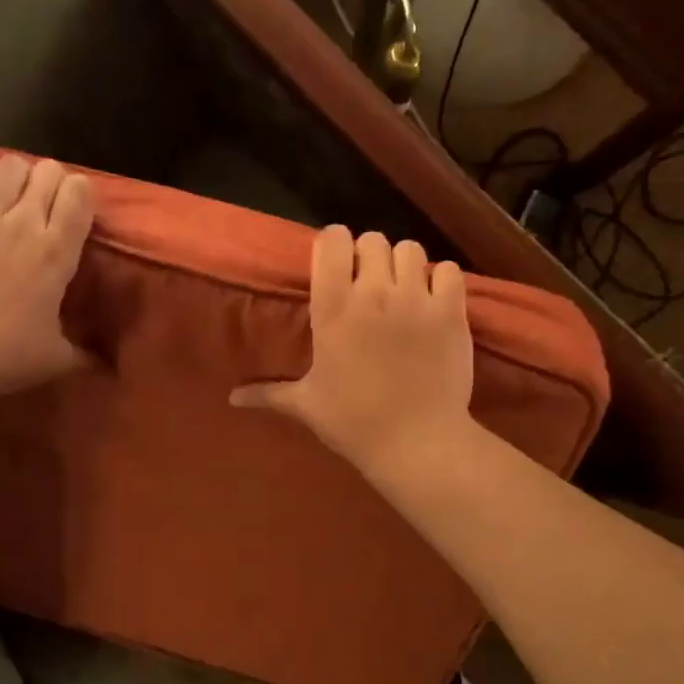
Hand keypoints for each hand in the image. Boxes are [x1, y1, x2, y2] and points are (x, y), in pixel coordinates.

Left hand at [0, 153, 94, 395]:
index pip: (80, 193)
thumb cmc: (5, 356)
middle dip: (51, 182)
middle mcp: (24, 224)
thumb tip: (106, 364)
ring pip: (10, 165)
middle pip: (48, 170)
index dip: (82, 194)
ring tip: (11, 199)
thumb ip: (85, 353)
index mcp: (57, 253)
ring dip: (17, 177)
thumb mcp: (58, 359)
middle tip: (44, 207)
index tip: (76, 213)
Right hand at [232, 226, 473, 472]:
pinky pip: (449, 271)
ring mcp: (416, 299)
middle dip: (369, 257)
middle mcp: (373, 293)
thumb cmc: (354, 422)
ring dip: (404, 265)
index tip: (335, 265)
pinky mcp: (451, 312)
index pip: (332, 240)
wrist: (417, 443)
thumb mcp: (306, 405)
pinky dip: (442, 280)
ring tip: (403, 290)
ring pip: (410, 249)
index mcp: (332, 308)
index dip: (334, 245)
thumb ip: (268, 393)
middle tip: (370, 284)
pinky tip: (435, 301)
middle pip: (372, 240)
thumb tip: (232, 399)